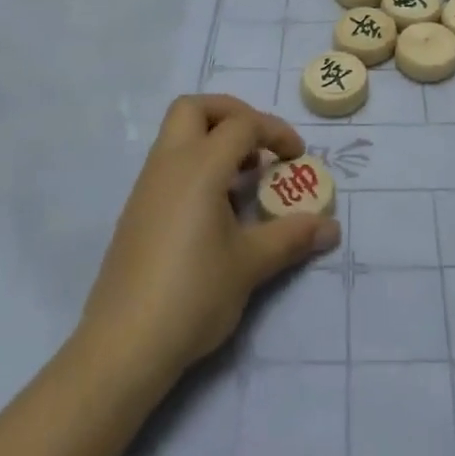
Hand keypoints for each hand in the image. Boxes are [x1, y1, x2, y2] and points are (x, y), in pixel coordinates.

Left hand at [78, 95, 339, 381]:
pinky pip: (169, 163)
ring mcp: (147, 186)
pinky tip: (216, 207)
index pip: (242, 124)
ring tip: (244, 177)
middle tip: (258, 144)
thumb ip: (291, 237)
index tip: (297, 158)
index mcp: (199, 165)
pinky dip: (196, 164)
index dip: (275, 132)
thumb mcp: (250, 264)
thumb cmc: (192, 294)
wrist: (122, 347)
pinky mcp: (137, 210)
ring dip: (213, 139)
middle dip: (232, 113)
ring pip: (178, 134)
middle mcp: (169, 163)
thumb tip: (332, 227)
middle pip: (196, 108)